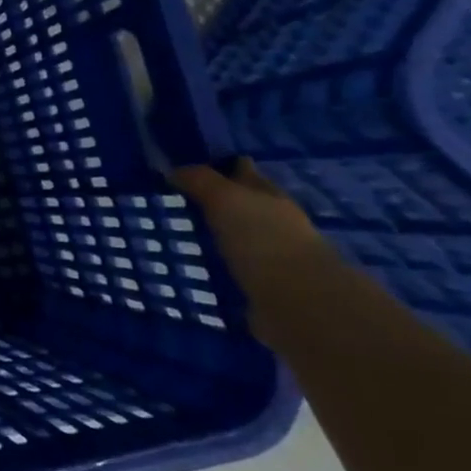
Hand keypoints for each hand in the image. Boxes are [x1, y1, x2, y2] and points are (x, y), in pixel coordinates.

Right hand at [171, 159, 330, 274]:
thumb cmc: (262, 239)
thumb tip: (173, 170)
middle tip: (173, 202)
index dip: (221, 166)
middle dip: (215, 203)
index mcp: (269, 196)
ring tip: (175, 234)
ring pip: (235, 238)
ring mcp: (270, 257)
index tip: (188, 168)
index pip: (244, 172)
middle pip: (241, 206)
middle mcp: (274, 223)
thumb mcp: (225, 198)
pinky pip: (230, 270)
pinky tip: (191, 266)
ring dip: (214, 237)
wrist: (297, 304)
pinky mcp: (261, 288)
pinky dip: (215, 267)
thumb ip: (200, 180)